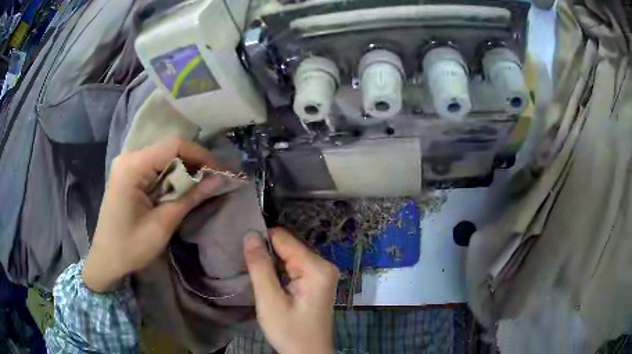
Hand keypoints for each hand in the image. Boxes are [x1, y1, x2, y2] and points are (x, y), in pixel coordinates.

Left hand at [82, 138, 221, 292]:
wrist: (106, 259)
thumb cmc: (131, 247)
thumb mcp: (162, 225)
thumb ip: (189, 198)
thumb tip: (218, 179)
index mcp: (133, 167)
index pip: (173, 146)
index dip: (200, 155)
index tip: (219, 172)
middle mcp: (129, 158)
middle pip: (168, 148)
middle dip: (194, 162)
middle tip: (213, 180)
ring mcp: (127, 165)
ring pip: (163, 157)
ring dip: (184, 170)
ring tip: (201, 185)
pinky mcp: (128, 174)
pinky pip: (155, 166)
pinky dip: (171, 176)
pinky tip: (180, 189)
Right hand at [244, 228, 338, 353]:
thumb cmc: (290, 331)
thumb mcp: (270, 301)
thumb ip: (260, 267)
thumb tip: (250, 234)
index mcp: (317, 268)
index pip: (284, 239)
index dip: (261, 241)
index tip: (241, 249)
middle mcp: (324, 265)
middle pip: (288, 247)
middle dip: (266, 253)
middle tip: (245, 265)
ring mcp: (322, 274)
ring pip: (289, 256)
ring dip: (271, 263)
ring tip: (252, 271)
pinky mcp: (316, 282)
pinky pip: (293, 267)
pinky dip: (278, 271)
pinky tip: (267, 279)